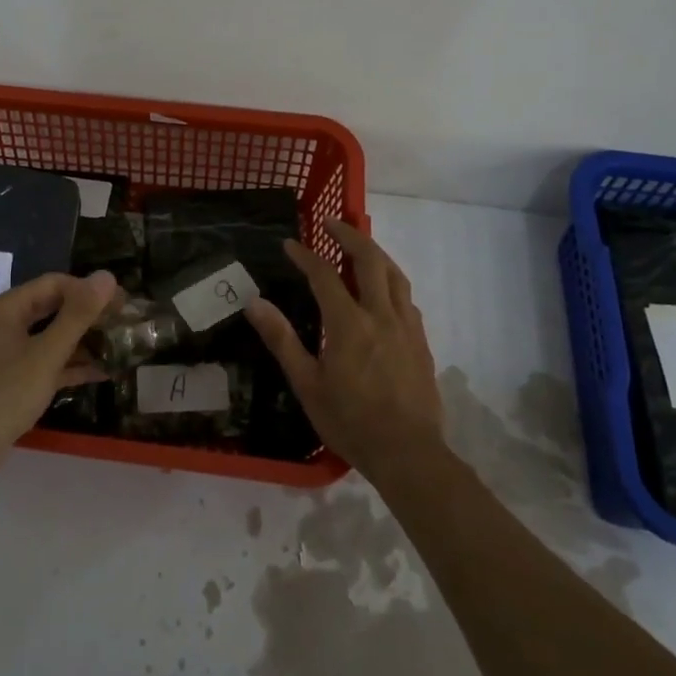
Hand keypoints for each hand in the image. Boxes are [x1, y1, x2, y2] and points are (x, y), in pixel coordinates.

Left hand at [0, 270, 118, 473]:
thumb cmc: (6, 393)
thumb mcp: (47, 354)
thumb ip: (78, 315)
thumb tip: (107, 276)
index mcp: (7, 309)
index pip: (54, 283)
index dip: (88, 289)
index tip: (121, 302)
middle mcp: (5, 324)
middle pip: (53, 307)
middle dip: (88, 314)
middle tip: (123, 321)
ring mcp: (7, 353)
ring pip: (51, 336)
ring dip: (83, 340)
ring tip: (118, 345)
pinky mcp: (13, 379)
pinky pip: (46, 361)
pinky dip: (71, 364)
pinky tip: (101, 372)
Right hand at [245, 218, 445, 481]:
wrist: (408, 452)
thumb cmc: (350, 421)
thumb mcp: (307, 384)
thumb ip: (282, 339)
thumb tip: (255, 303)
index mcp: (349, 324)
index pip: (324, 276)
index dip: (305, 256)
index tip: (289, 244)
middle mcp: (381, 315)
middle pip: (369, 260)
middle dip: (349, 235)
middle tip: (332, 222)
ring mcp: (406, 326)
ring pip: (394, 274)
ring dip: (375, 252)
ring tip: (359, 245)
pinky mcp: (420, 341)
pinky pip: (406, 297)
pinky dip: (391, 280)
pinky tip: (384, 289)